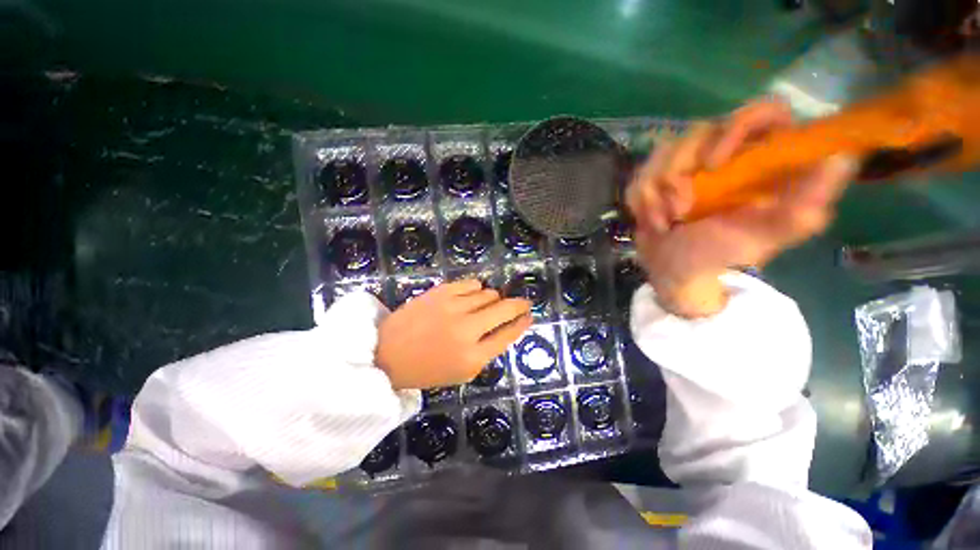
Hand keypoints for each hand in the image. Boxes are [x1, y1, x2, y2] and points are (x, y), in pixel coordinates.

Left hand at [376, 279, 532, 389]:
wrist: (387, 353)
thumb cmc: (426, 368)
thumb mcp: (462, 372)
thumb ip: (487, 352)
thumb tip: (506, 328)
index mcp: (473, 357)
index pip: (508, 335)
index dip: (523, 323)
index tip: (529, 315)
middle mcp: (467, 330)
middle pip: (505, 309)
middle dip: (519, 305)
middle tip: (523, 303)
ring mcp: (453, 307)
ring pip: (489, 293)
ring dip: (493, 299)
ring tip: (486, 305)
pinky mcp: (441, 291)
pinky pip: (472, 283)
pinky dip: (476, 289)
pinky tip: (472, 296)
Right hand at [625, 98, 858, 317]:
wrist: (672, 269)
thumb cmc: (718, 255)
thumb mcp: (762, 236)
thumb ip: (802, 205)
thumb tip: (842, 157)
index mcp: (761, 160)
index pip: (762, 113)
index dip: (735, 128)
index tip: (713, 164)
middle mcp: (726, 153)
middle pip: (698, 131)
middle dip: (678, 174)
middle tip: (680, 210)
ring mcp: (687, 164)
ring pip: (662, 153)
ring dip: (656, 194)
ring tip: (665, 221)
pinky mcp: (657, 176)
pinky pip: (640, 174)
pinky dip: (640, 200)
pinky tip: (652, 219)